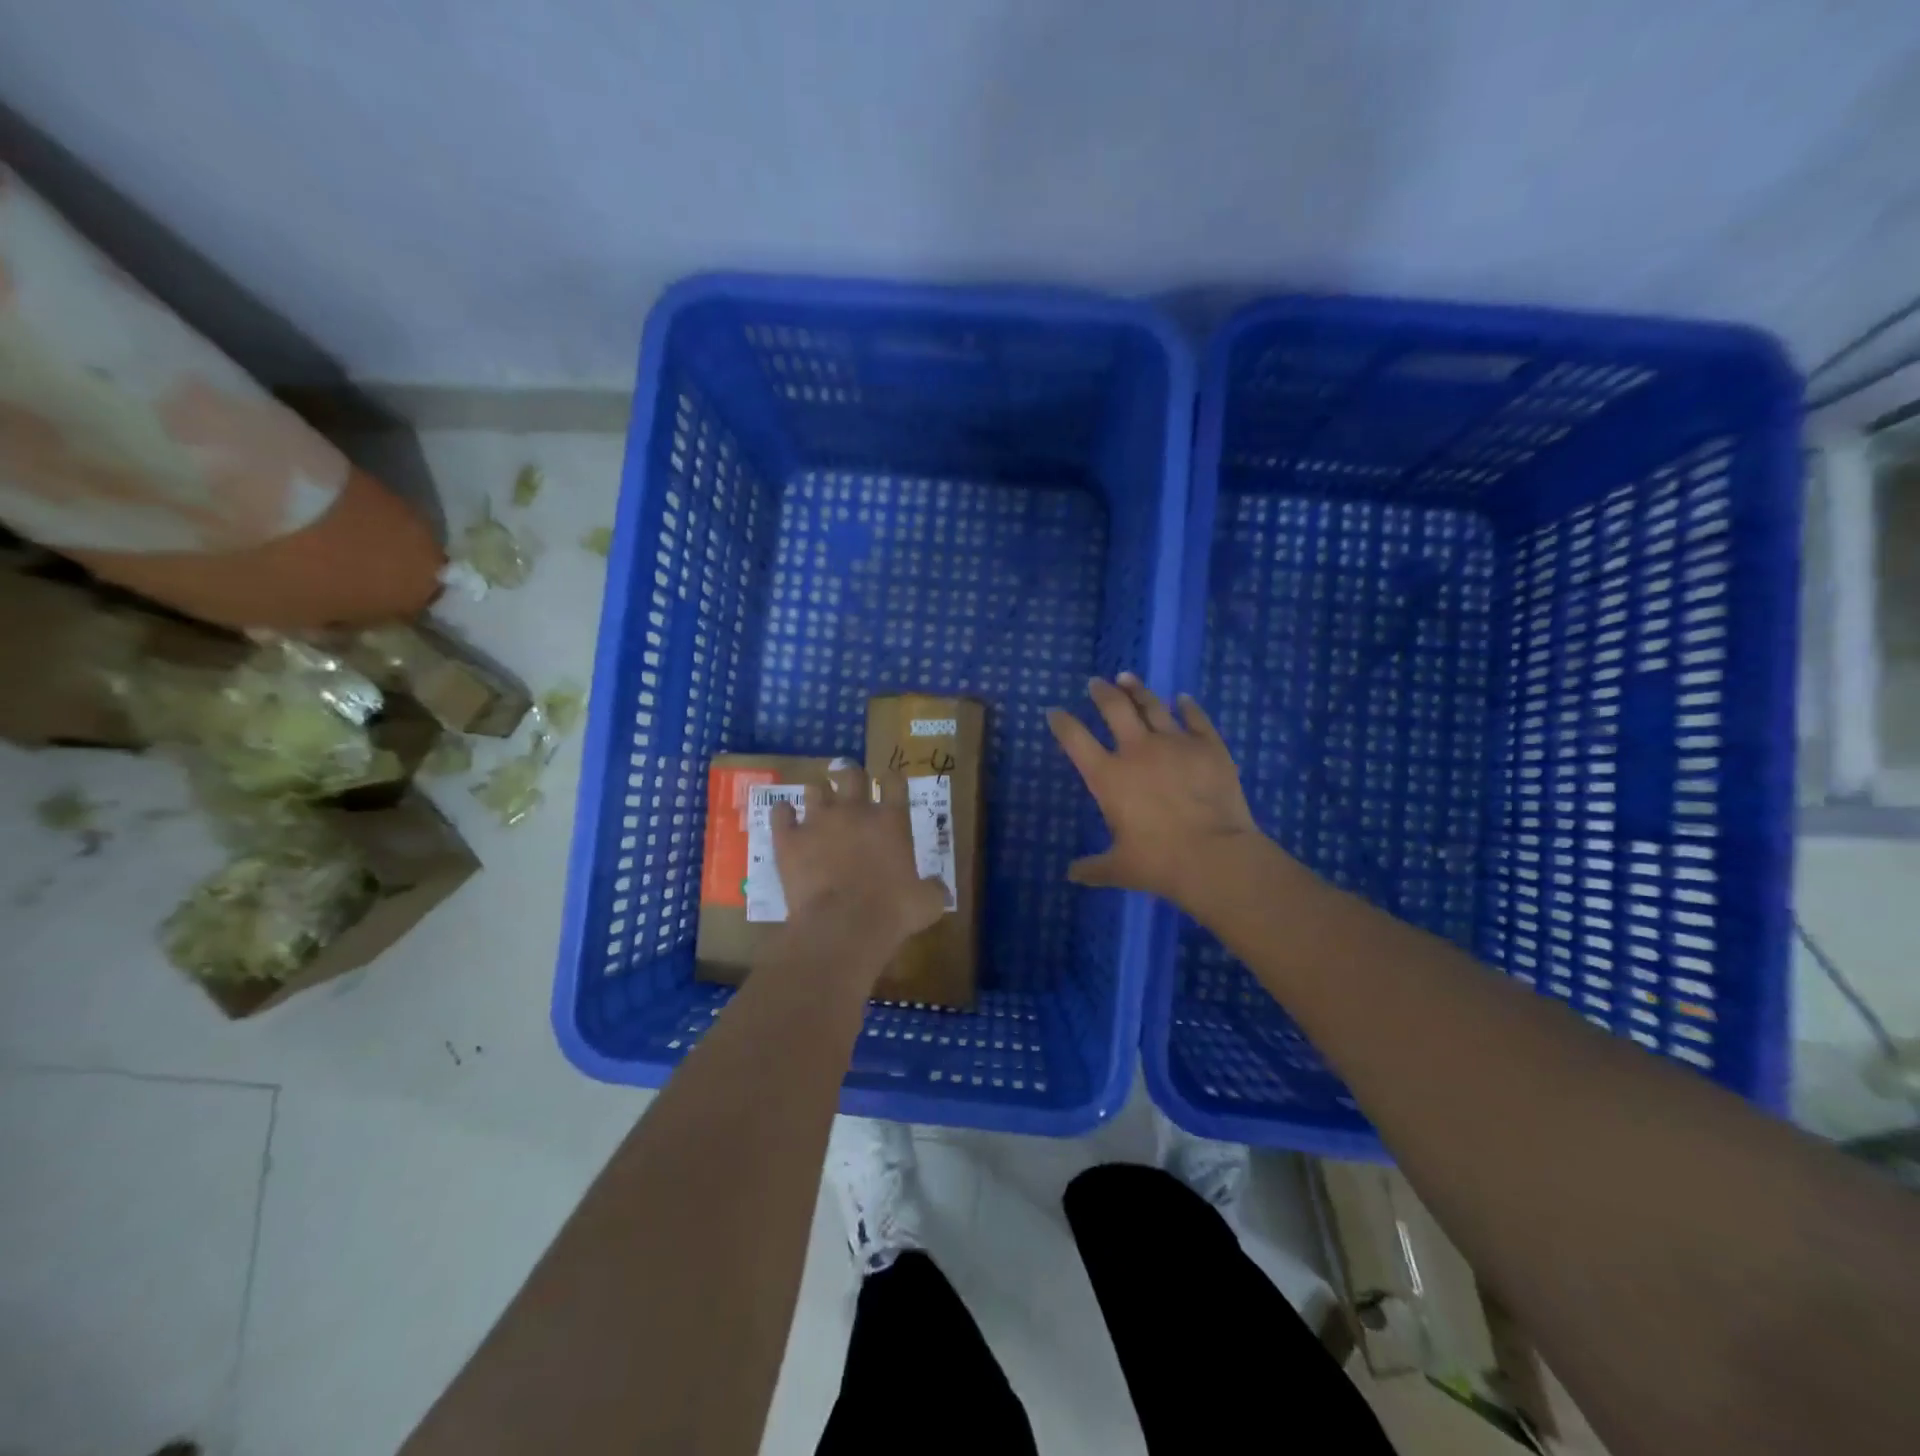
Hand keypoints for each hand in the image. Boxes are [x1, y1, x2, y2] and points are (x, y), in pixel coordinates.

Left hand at [771, 760, 948, 955]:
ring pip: (814, 788)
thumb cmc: (892, 912)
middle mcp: (854, 811)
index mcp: (891, 820)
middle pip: (851, 774)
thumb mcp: (927, 903)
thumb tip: (938, 887)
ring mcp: (817, 821)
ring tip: (818, 803)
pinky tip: (786, 818)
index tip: (890, 783)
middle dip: (851, 776)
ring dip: (818, 793)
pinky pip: (780, 812)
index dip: (892, 779)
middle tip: (850, 786)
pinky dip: (783, 813)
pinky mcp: (788, 839)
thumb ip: (934, 889)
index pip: (894, 782)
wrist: (842, 927)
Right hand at [1048, 675, 1268, 908]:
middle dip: (1101, 693)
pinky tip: (1183, 698)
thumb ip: (1093, 868)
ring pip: (1152, 705)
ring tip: (1128, 677)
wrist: (1215, 856)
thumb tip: (1072, 874)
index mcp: (1108, 777)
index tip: (1054, 712)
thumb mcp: (1119, 868)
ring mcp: (1175, 743)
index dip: (1062, 723)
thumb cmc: (1158, 862)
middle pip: (1114, 708)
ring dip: (1137, 689)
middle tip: (1095, 683)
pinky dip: (1188, 706)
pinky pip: (1196, 718)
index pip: (1075, 739)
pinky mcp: (1209, 746)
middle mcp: (1137, 750)